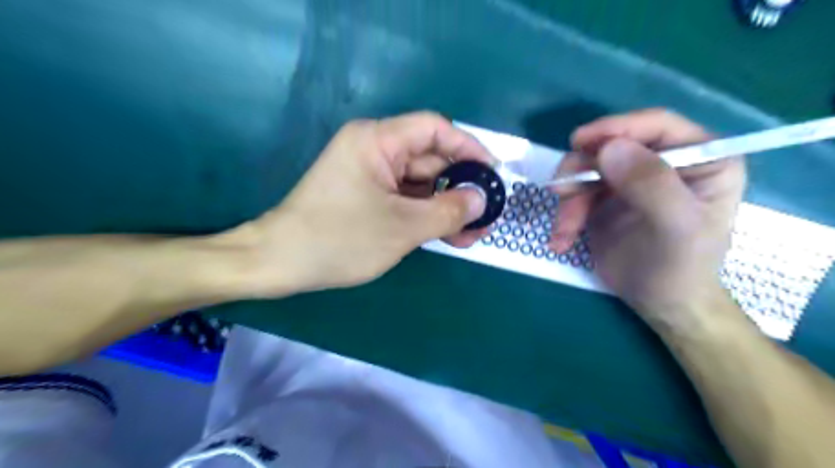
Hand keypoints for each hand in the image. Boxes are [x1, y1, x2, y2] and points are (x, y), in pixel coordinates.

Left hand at [225, 111, 489, 295]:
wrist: (281, 262)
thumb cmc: (339, 239)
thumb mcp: (402, 227)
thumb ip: (448, 211)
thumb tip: (481, 200)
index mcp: (377, 140)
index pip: (435, 129)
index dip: (469, 148)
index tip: (493, 173)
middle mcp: (374, 149)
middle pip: (430, 159)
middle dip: (460, 188)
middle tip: (486, 216)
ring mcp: (370, 174)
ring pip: (421, 183)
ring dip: (446, 207)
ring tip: (471, 234)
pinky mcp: (368, 195)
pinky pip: (406, 199)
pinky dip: (426, 215)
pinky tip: (448, 234)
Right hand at [552, 109, 746, 328]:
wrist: (660, 303)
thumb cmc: (680, 267)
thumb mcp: (675, 226)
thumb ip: (650, 184)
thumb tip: (608, 149)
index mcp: (701, 159)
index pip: (657, 125)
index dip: (616, 127)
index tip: (579, 141)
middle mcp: (664, 162)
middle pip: (611, 146)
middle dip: (581, 172)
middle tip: (560, 194)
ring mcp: (630, 180)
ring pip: (586, 170)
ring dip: (568, 200)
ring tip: (563, 232)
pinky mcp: (605, 199)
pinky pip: (575, 194)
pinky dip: (564, 217)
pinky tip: (561, 240)